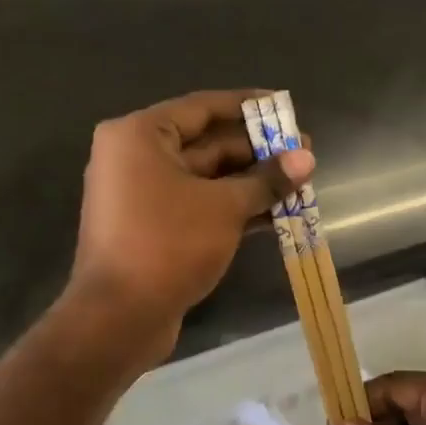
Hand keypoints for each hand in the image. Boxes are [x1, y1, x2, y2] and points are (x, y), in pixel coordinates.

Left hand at [68, 90, 312, 363]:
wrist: (119, 318)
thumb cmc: (168, 244)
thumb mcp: (224, 207)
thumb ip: (266, 179)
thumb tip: (306, 158)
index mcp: (139, 136)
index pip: (202, 107)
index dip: (248, 106)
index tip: (285, 107)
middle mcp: (135, 158)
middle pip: (206, 144)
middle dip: (256, 151)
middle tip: (303, 154)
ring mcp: (142, 195)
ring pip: (206, 178)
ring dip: (251, 182)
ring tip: (299, 182)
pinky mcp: (152, 228)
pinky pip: (198, 205)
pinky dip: (233, 207)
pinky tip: (276, 212)